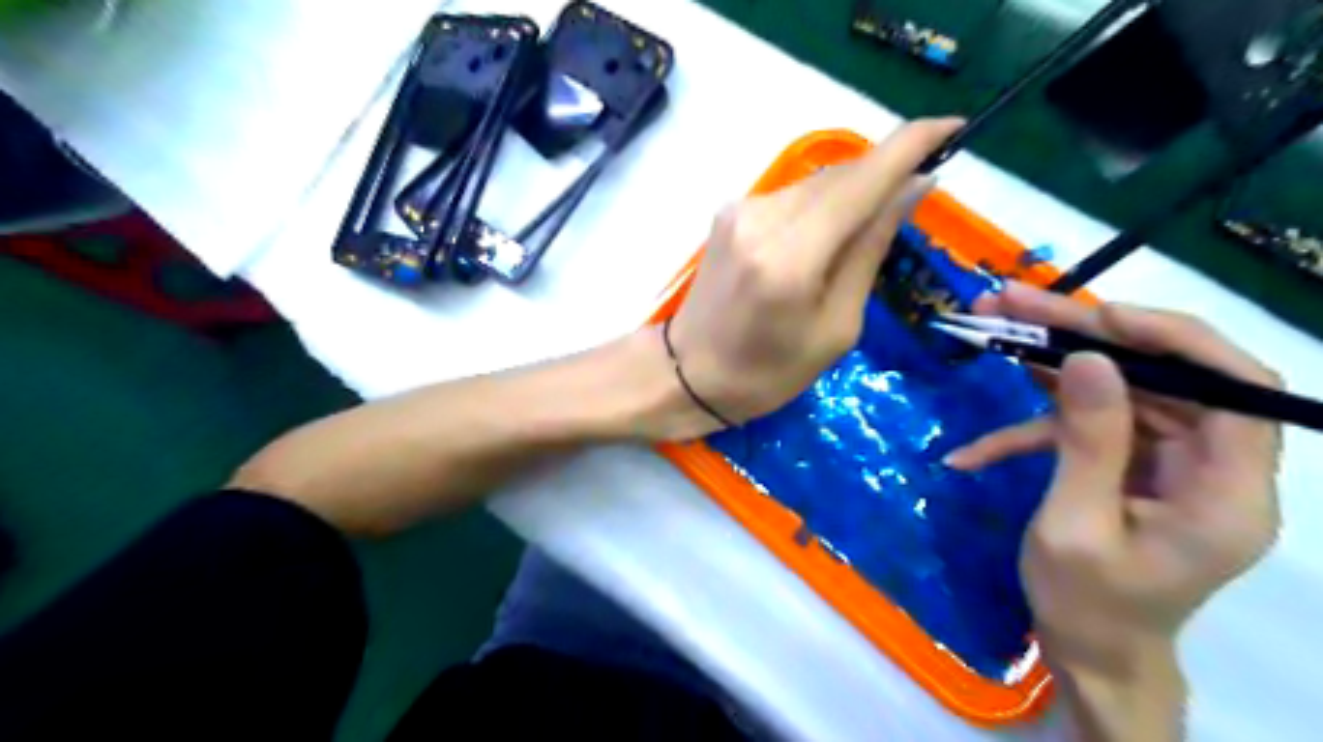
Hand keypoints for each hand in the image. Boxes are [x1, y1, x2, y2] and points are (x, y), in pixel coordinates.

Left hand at [663, 115, 961, 432]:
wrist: (689, 373)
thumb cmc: (769, 372)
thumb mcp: (836, 327)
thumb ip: (870, 249)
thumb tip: (914, 187)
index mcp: (791, 257)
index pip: (863, 179)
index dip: (913, 144)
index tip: (955, 128)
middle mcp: (763, 217)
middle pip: (842, 175)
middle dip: (884, 177)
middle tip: (913, 200)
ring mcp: (740, 210)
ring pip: (817, 183)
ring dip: (851, 195)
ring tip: (860, 237)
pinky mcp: (730, 212)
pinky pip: (792, 197)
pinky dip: (820, 207)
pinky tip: (822, 240)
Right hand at [945, 280, 1288, 680]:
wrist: (1088, 654)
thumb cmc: (1086, 605)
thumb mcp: (1073, 526)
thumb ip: (1086, 443)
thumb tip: (1086, 360)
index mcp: (1227, 493)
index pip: (1236, 388)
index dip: (1174, 339)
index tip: (1099, 318)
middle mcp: (1211, 468)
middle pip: (1160, 376)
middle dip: (1084, 337)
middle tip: (1012, 303)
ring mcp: (1168, 464)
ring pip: (1117, 392)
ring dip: (1048, 367)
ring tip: (988, 331)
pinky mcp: (1130, 467)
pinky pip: (1085, 431)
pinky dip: (1029, 434)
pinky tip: (972, 454)